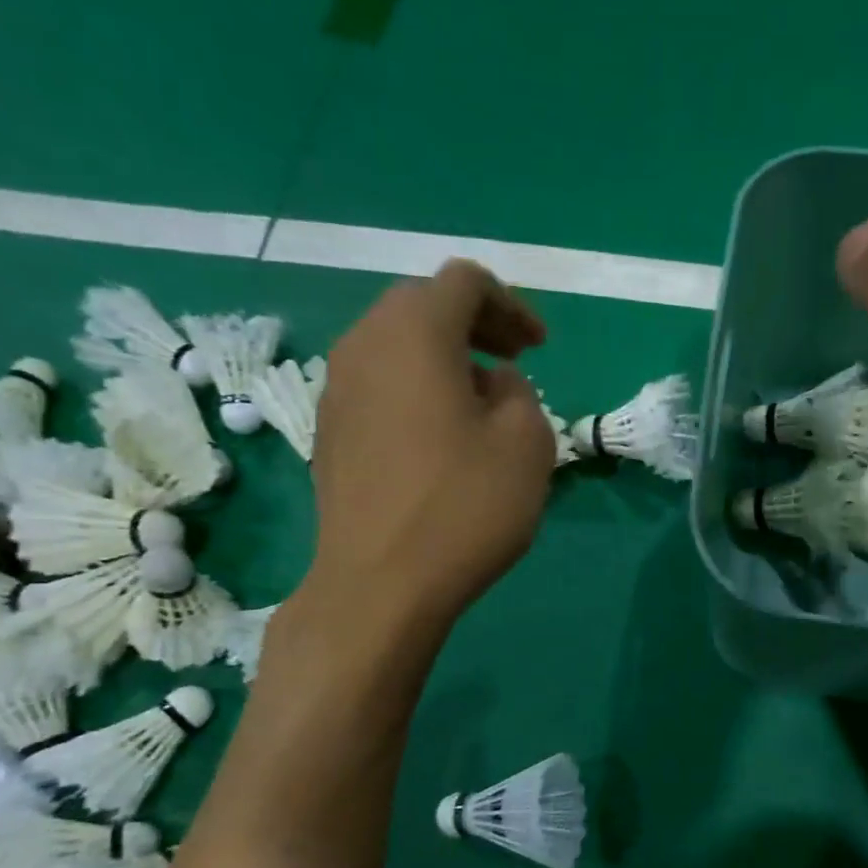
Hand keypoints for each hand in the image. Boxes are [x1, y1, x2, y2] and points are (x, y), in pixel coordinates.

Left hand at [296, 260, 552, 629]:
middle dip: (475, 326)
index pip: (464, 282)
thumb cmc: (464, 507)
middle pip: (422, 305)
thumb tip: (492, 383)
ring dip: (443, 359)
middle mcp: (363, 344)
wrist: (380, 585)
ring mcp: (336, 390)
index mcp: (414, 332)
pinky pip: (378, 386)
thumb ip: (520, 392)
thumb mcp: (527, 443)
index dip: (510, 305)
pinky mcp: (329, 432)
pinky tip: (440, 438)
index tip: (539, 349)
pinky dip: (415, 389)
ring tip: (481, 403)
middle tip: (513, 364)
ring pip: (396, 346)